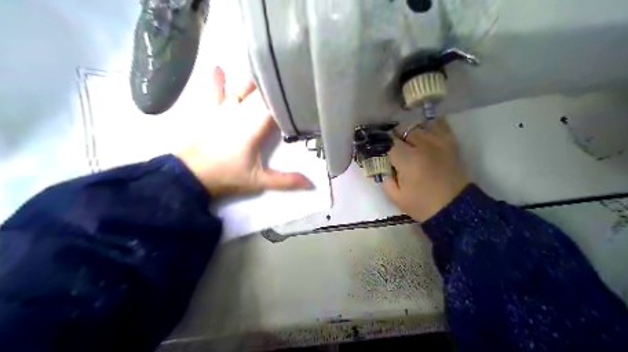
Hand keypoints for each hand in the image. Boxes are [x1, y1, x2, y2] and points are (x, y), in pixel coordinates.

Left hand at [177, 67, 312, 196]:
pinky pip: (216, 93)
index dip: (290, 98)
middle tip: (293, 77)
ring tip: (269, 69)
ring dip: (256, 82)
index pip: (276, 106)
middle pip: (262, 94)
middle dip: (277, 87)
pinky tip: (218, 68)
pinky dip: (218, 81)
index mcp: (254, 126)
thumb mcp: (259, 181)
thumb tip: (312, 184)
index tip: (304, 93)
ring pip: (243, 89)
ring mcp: (225, 110)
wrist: (192, 174)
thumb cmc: (227, 176)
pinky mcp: (213, 112)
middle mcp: (241, 112)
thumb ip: (286, 181)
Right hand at [379, 118, 467, 222]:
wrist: (455, 208)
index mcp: (408, 159)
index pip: (390, 144)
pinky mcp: (450, 143)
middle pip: (404, 131)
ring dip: (412, 133)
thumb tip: (382, 169)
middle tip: (398, 152)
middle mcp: (423, 146)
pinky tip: (426, 131)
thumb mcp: (397, 198)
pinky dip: (431, 125)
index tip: (386, 157)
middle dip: (398, 140)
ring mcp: (438, 142)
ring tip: (411, 144)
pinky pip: (440, 125)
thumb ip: (385, 181)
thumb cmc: (423, 205)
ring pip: (419, 127)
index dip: (386, 150)